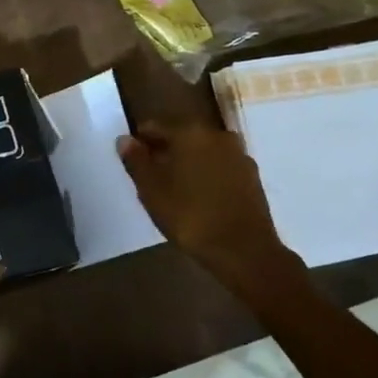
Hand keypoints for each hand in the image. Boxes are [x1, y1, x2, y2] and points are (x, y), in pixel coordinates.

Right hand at [116, 123, 304, 287]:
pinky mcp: (252, 176)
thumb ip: (136, 161)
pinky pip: (220, 167)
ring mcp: (238, 155)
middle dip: (165, 152)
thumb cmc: (190, 216)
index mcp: (189, 132)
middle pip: (181, 137)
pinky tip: (199, 197)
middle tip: (150, 177)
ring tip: (174, 189)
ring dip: (188, 164)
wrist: (243, 250)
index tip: (131, 160)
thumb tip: (125, 139)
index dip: (140, 142)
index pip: (155, 127)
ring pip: (203, 152)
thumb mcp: (151, 190)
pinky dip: (207, 175)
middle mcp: (217, 135)